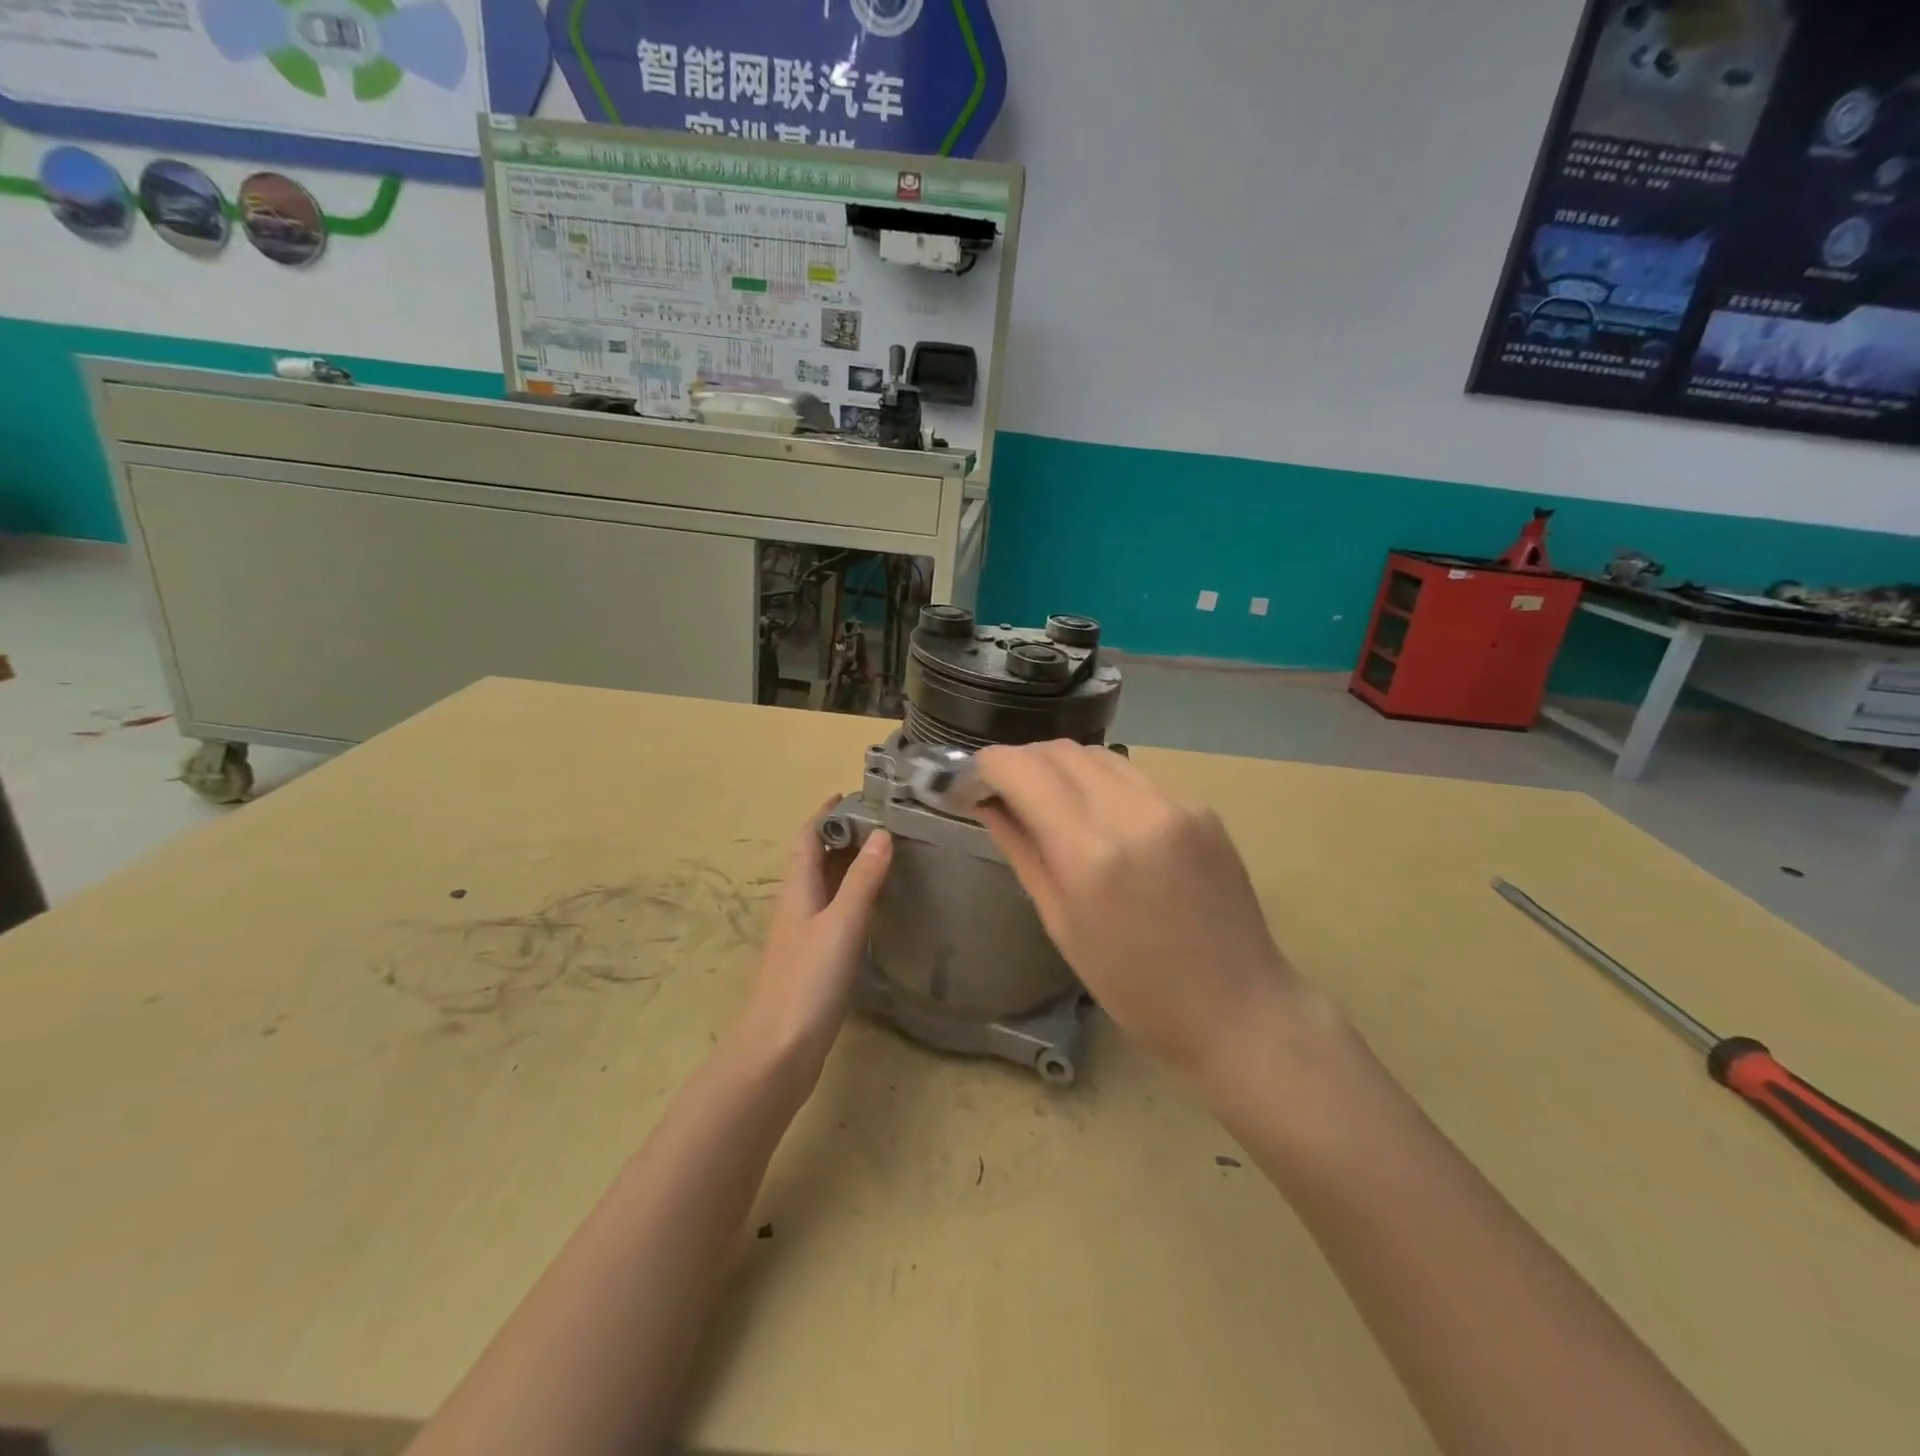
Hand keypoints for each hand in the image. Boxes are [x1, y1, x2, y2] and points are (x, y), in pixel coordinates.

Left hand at [727, 802, 892, 1085]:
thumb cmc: (807, 980)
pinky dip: (854, 898)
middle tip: (885, 822)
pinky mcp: (813, 960)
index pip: (808, 837)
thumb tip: (882, 833)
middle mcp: (797, 905)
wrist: (778, 1051)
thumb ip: (862, 880)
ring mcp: (803, 934)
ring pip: (827, 886)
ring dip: (850, 866)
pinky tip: (877, 907)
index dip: (827, 813)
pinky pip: (835, 913)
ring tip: (888, 854)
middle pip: (816, 859)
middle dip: (844, 836)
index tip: (855, 793)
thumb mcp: (840, 923)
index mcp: (797, 889)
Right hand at [975, 743, 1326, 1088]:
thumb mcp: (1062, 925)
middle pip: (1061, 750)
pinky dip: (1102, 781)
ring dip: (1062, 766)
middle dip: (1023, 760)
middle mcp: (1134, 812)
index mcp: (1092, 854)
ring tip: (1048, 798)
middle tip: (1004, 790)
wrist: (1238, 1008)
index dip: (988, 765)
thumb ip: (1023, 851)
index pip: (1024, 771)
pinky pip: (1135, 774)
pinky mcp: (1200, 806)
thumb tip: (989, 805)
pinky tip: (1099, 813)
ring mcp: (1175, 803)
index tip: (972, 779)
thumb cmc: (1135, 987)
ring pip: (1099, 754)